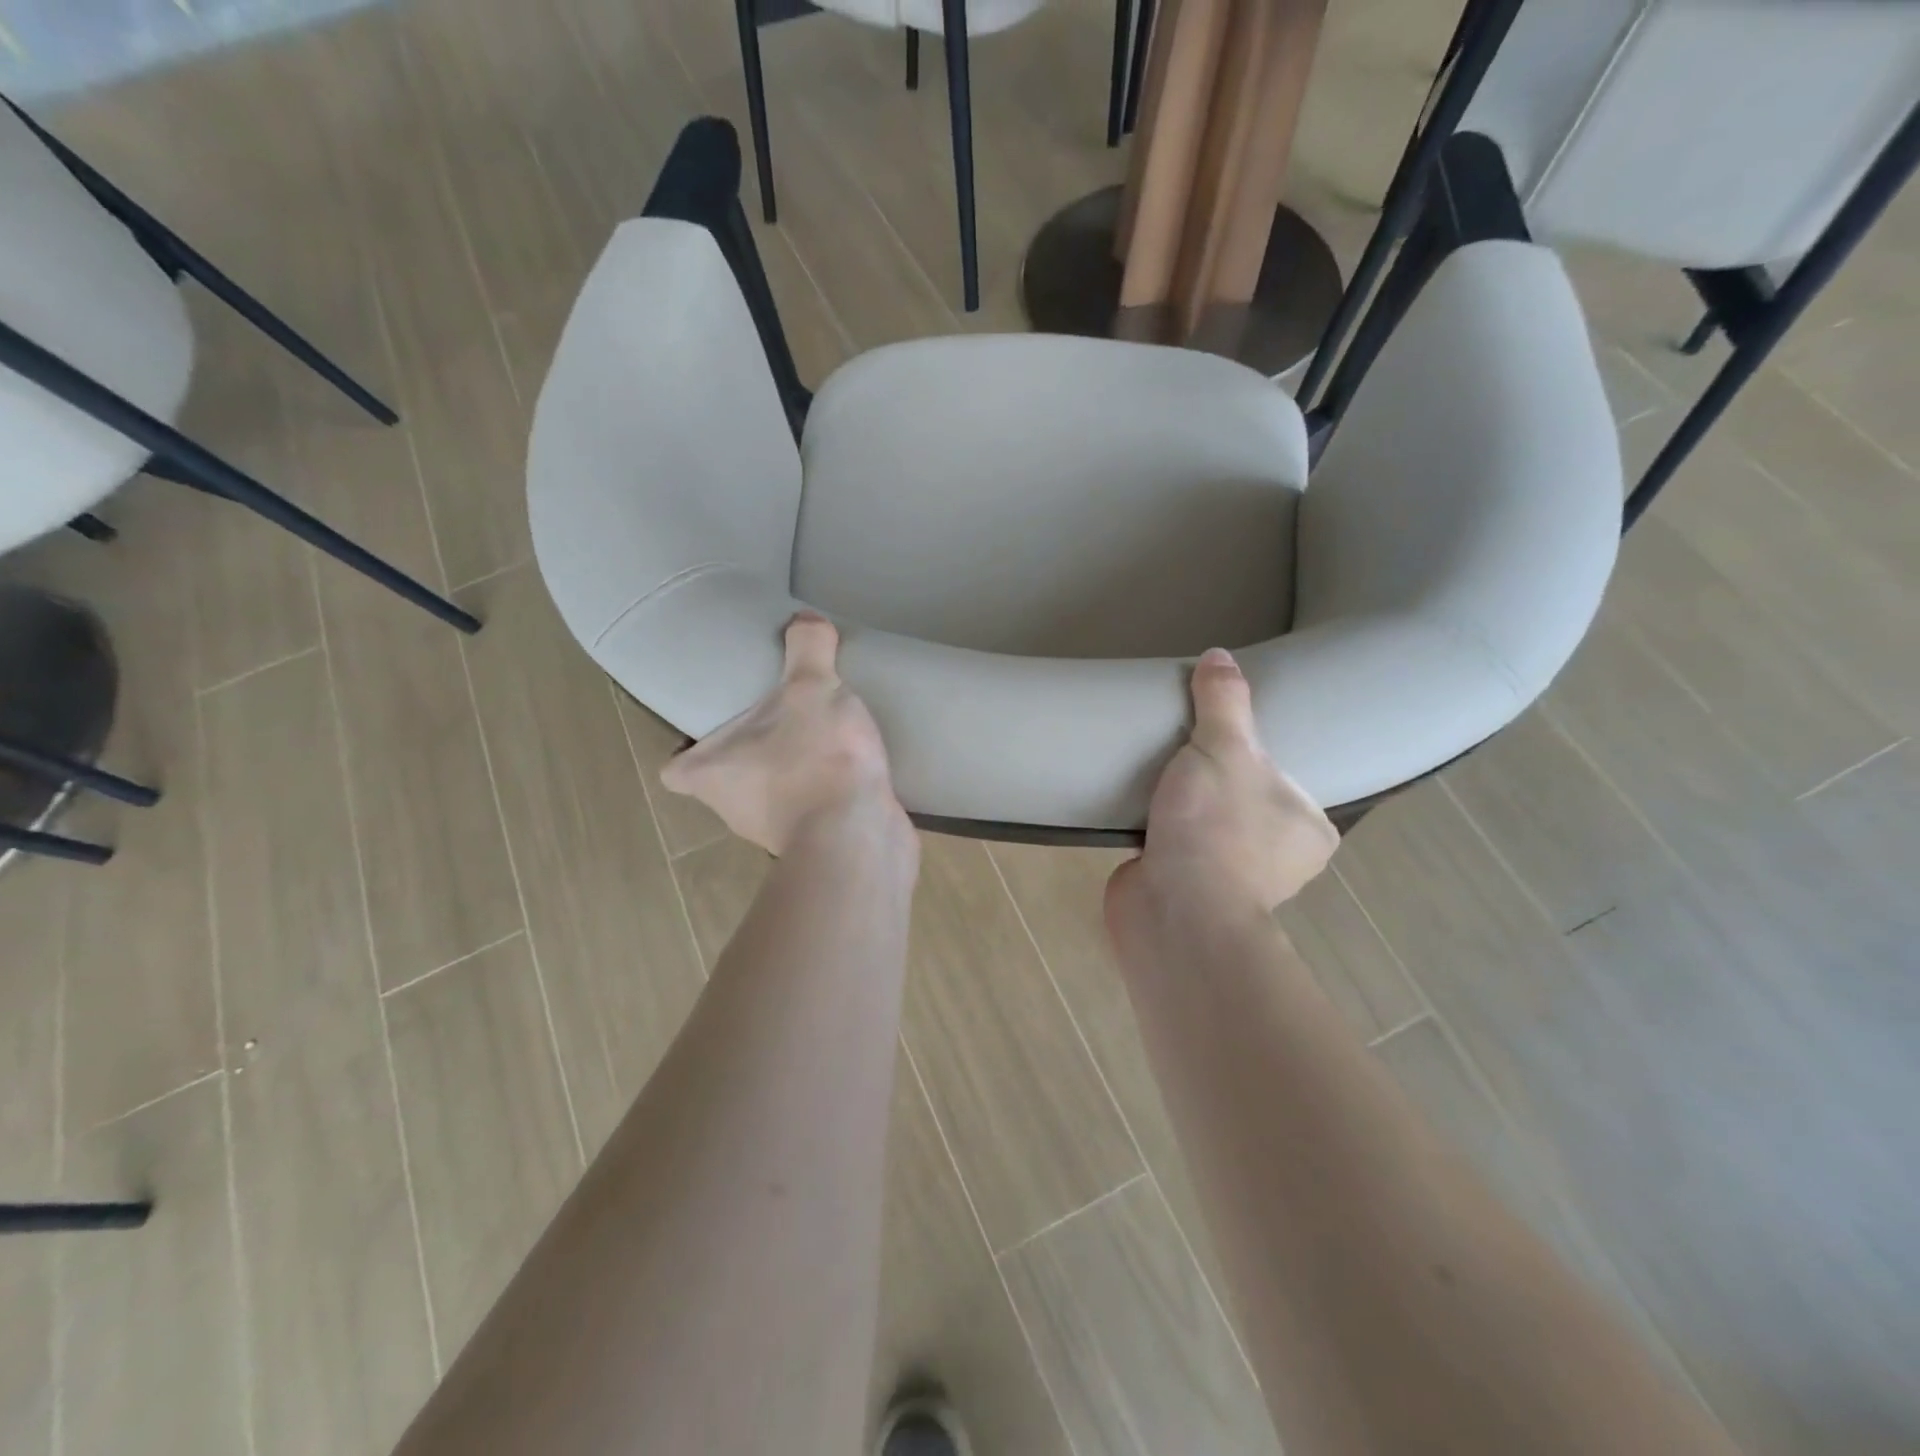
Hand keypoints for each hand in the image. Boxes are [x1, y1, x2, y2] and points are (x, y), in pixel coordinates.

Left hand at [660, 613, 906, 855]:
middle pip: (726, 779)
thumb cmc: (813, 758)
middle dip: (748, 753)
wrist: (860, 835)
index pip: (674, 769)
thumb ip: (807, 647)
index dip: (686, 749)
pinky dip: (826, 793)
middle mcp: (732, 809)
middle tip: (776, 717)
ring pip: (771, 796)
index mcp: (709, 774)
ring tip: (820, 736)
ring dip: (790, 772)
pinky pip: (814, 812)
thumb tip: (804, 618)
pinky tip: (850, 768)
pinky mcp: (817, 845)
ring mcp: (775, 833)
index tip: (710, 726)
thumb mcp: (810, 686)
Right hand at [1108, 648, 1337, 924]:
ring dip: (1185, 805)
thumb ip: (1224, 702)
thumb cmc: (1218, 829)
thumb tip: (1220, 654)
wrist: (1173, 912)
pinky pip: (1173, 846)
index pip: (1289, 778)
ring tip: (1158, 768)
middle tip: (1186, 743)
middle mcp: (1278, 858)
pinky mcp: (1184, 890)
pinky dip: (1158, 829)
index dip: (1259, 753)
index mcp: (1308, 828)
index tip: (1228, 732)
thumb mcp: (1226, 749)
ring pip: (1208, 825)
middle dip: (1216, 776)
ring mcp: (1229, 879)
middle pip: (1244, 799)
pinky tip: (1139, 805)